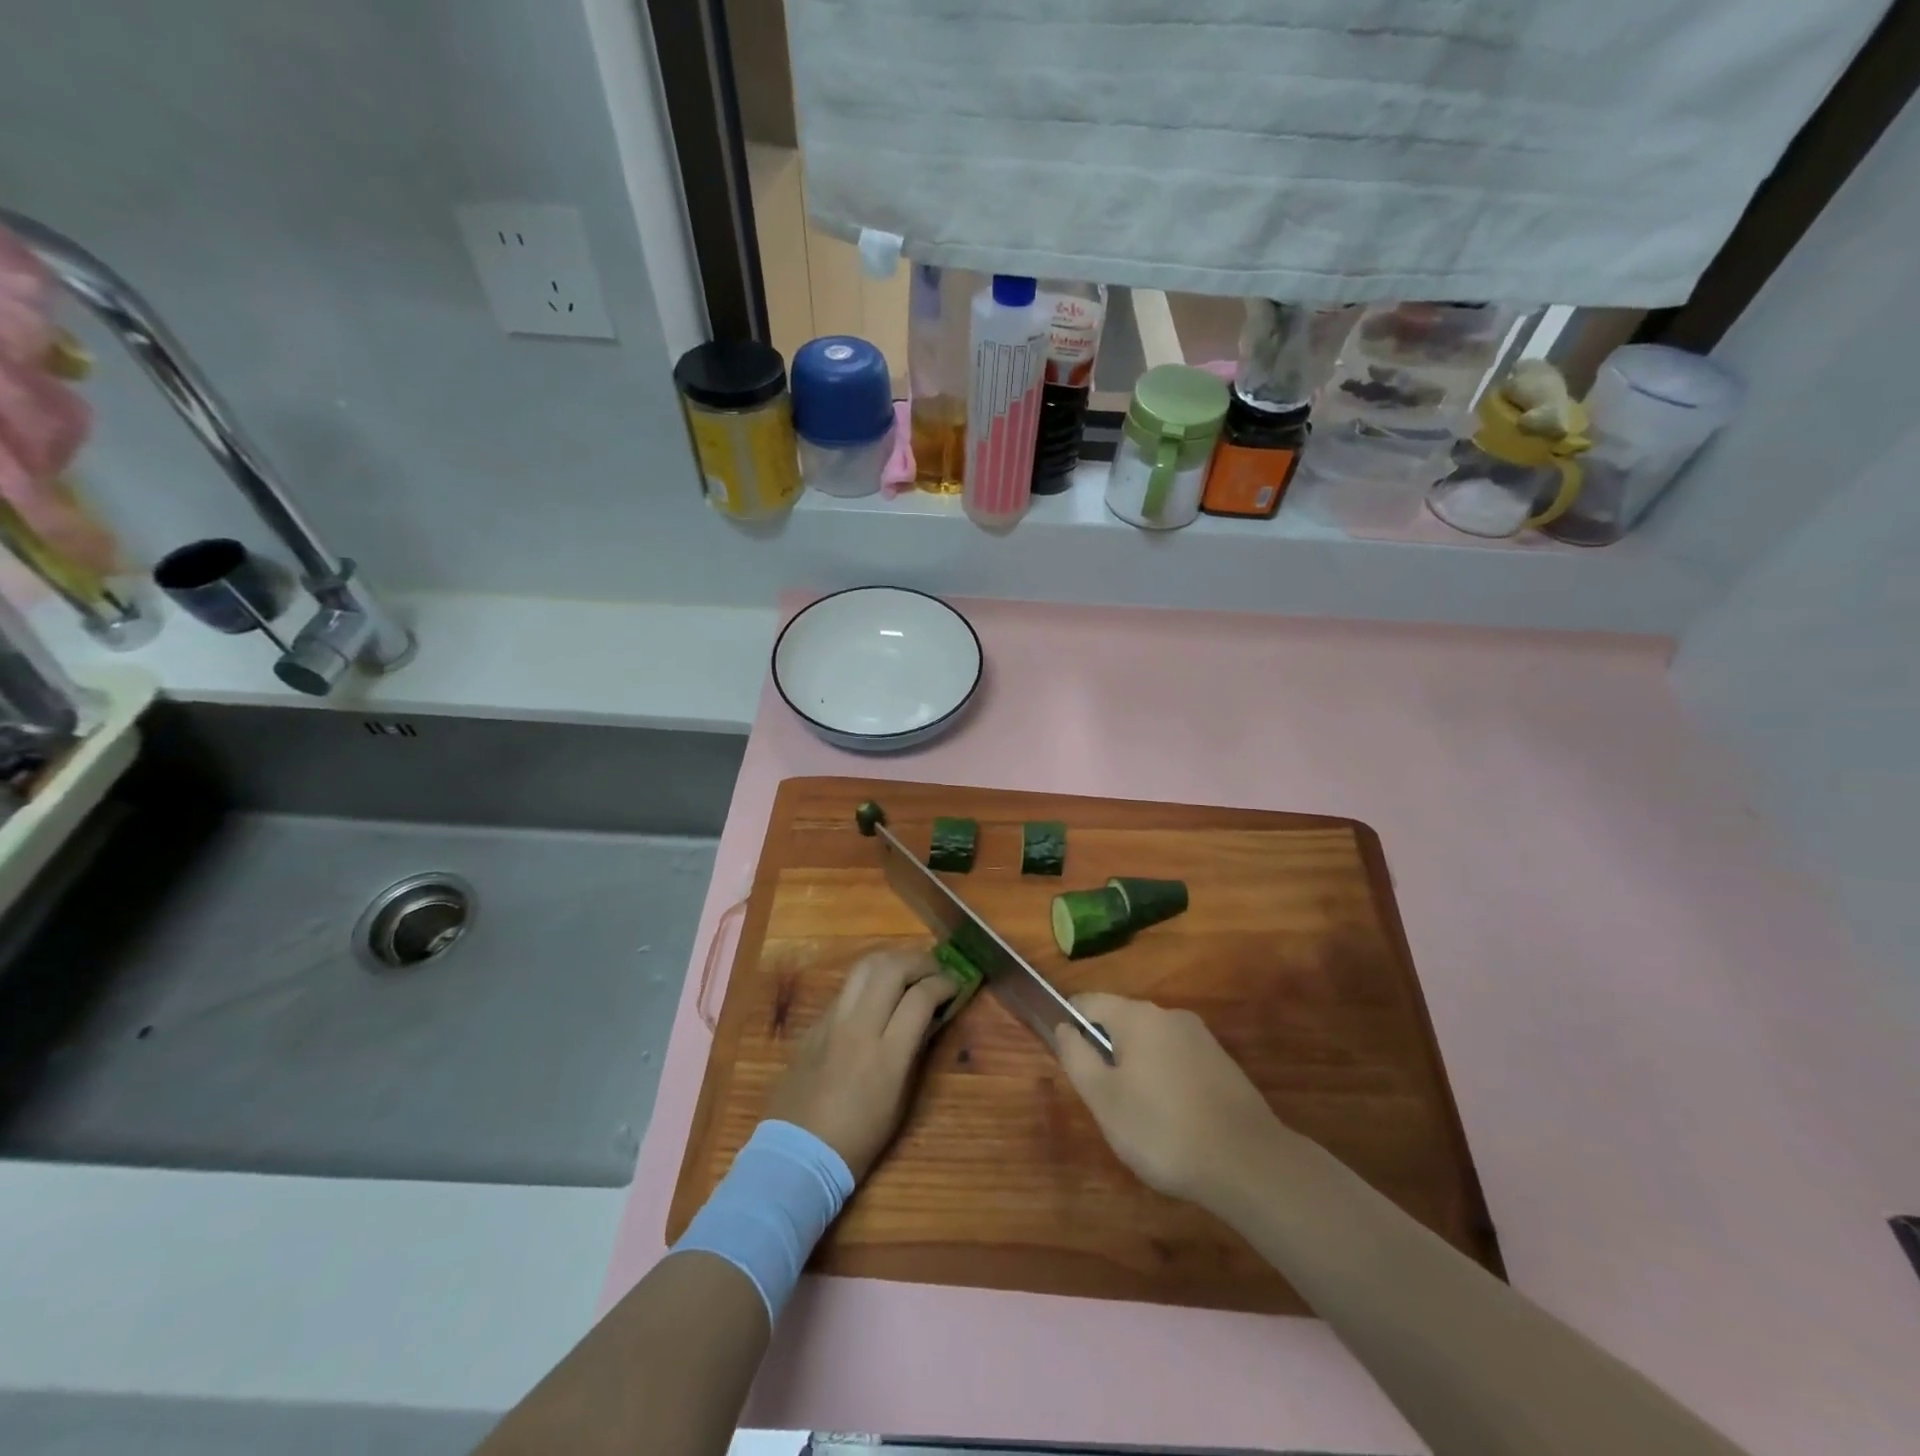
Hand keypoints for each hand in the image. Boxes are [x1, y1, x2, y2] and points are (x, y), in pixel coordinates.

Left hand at [765, 947, 958, 1180]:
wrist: (798, 1153)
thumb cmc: (858, 1139)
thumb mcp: (900, 1100)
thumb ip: (914, 1052)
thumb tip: (929, 1018)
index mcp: (886, 1055)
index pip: (920, 998)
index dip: (944, 984)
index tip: (955, 984)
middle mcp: (859, 1027)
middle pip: (892, 968)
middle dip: (920, 962)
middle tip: (935, 970)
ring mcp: (833, 1021)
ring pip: (865, 966)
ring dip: (893, 960)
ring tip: (908, 970)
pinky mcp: (816, 1022)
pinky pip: (847, 987)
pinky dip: (870, 979)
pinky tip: (878, 992)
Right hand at [1056, 992, 1284, 1205]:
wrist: (1248, 1162)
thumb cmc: (1162, 1129)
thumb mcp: (1103, 1099)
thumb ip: (1077, 1057)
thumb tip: (1064, 1027)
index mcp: (1136, 1016)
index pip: (1088, 1002)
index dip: (1071, 1025)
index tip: (1069, 1062)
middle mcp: (1169, 1015)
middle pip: (1121, 1022)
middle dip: (1107, 1053)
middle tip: (1104, 1101)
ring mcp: (1200, 1037)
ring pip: (1151, 1043)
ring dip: (1137, 1069)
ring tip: (1140, 1117)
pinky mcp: (1222, 1063)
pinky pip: (1177, 1060)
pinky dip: (1165, 1081)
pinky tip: (1173, 1121)